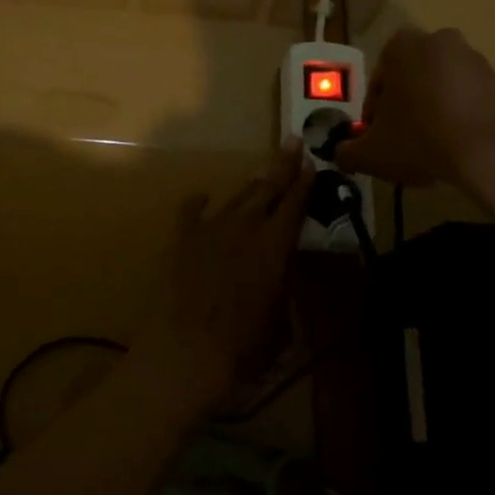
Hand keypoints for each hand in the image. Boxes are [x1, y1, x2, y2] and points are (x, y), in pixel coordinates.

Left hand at [130, 143, 311, 410]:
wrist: (186, 351)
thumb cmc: (244, 346)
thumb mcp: (281, 321)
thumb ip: (283, 288)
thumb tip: (281, 275)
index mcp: (274, 245)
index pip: (294, 205)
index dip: (304, 183)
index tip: (311, 161)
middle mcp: (244, 226)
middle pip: (267, 189)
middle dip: (282, 166)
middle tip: (292, 143)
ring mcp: (210, 228)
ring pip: (236, 198)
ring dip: (250, 187)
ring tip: (260, 177)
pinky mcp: (183, 238)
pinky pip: (192, 210)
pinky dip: (199, 202)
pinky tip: (202, 196)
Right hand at [335, 26, 494, 188]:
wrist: (494, 152)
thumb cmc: (421, 138)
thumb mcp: (371, 153)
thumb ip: (348, 151)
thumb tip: (341, 154)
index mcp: (402, 46)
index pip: (378, 82)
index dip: (374, 115)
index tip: (377, 139)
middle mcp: (439, 41)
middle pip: (411, 81)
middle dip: (405, 109)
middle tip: (402, 142)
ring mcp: (475, 60)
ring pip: (441, 89)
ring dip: (433, 113)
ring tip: (432, 149)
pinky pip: (470, 101)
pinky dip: (461, 120)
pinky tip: (458, 149)